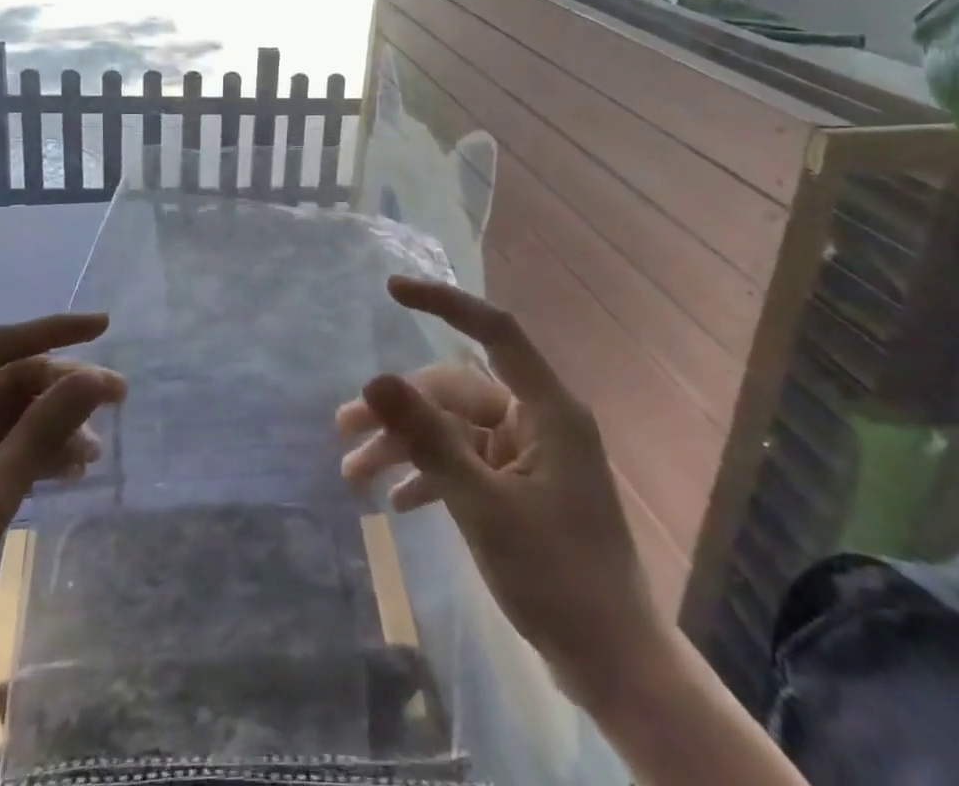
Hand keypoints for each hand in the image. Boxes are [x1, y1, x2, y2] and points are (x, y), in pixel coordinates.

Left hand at [0, 314, 123, 785]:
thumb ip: (42, 432)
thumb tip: (96, 376)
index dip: (54, 330)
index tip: (105, 326)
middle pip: (3, 382)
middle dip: (59, 388)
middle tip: (116, 398)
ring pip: (2, 416)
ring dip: (48, 426)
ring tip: (95, 451)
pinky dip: (28, 454)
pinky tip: (67, 470)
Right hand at [337, 277, 654, 699]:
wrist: (614, 668)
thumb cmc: (557, 578)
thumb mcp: (483, 506)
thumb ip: (428, 440)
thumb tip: (374, 379)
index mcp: (546, 408)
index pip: (495, 330)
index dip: (444, 302)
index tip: (392, 291)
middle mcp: (537, 420)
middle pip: (456, 392)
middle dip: (400, 408)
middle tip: (344, 428)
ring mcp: (528, 456)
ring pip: (454, 431)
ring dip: (406, 447)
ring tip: (354, 475)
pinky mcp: (520, 489)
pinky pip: (466, 464)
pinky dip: (431, 476)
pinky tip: (396, 502)